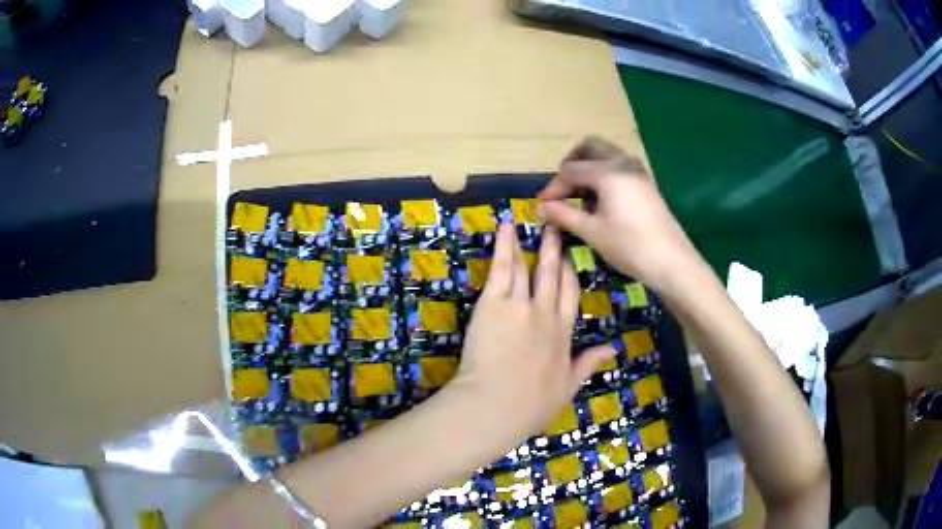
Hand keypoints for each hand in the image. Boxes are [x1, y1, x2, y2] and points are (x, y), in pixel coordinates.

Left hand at [448, 223, 614, 444]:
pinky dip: (504, 248)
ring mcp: (519, 305)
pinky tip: (505, 230)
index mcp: (563, 333)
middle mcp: (545, 313)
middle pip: (551, 275)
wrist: (496, 406)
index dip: (569, 274)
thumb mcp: (568, 386)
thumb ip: (589, 363)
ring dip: (531, 245)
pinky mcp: (493, 304)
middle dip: (554, 250)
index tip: (568, 258)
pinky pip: (501, 269)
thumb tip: (612, 348)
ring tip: (534, 224)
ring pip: (527, 268)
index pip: (570, 295)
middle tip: (556, 229)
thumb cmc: (532, 404)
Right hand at [537, 136, 702, 293]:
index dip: (553, 187)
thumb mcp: (592, 232)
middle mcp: (622, 162)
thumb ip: (563, 214)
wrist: (672, 261)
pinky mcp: (646, 182)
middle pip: (590, 147)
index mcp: (607, 172)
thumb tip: (539, 208)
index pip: (570, 169)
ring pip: (607, 153)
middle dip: (571, 163)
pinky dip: (604, 172)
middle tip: (563, 187)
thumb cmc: (630, 246)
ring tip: (579, 192)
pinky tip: (601, 198)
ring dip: (589, 165)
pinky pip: (619, 165)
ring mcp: (637, 171)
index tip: (543, 206)